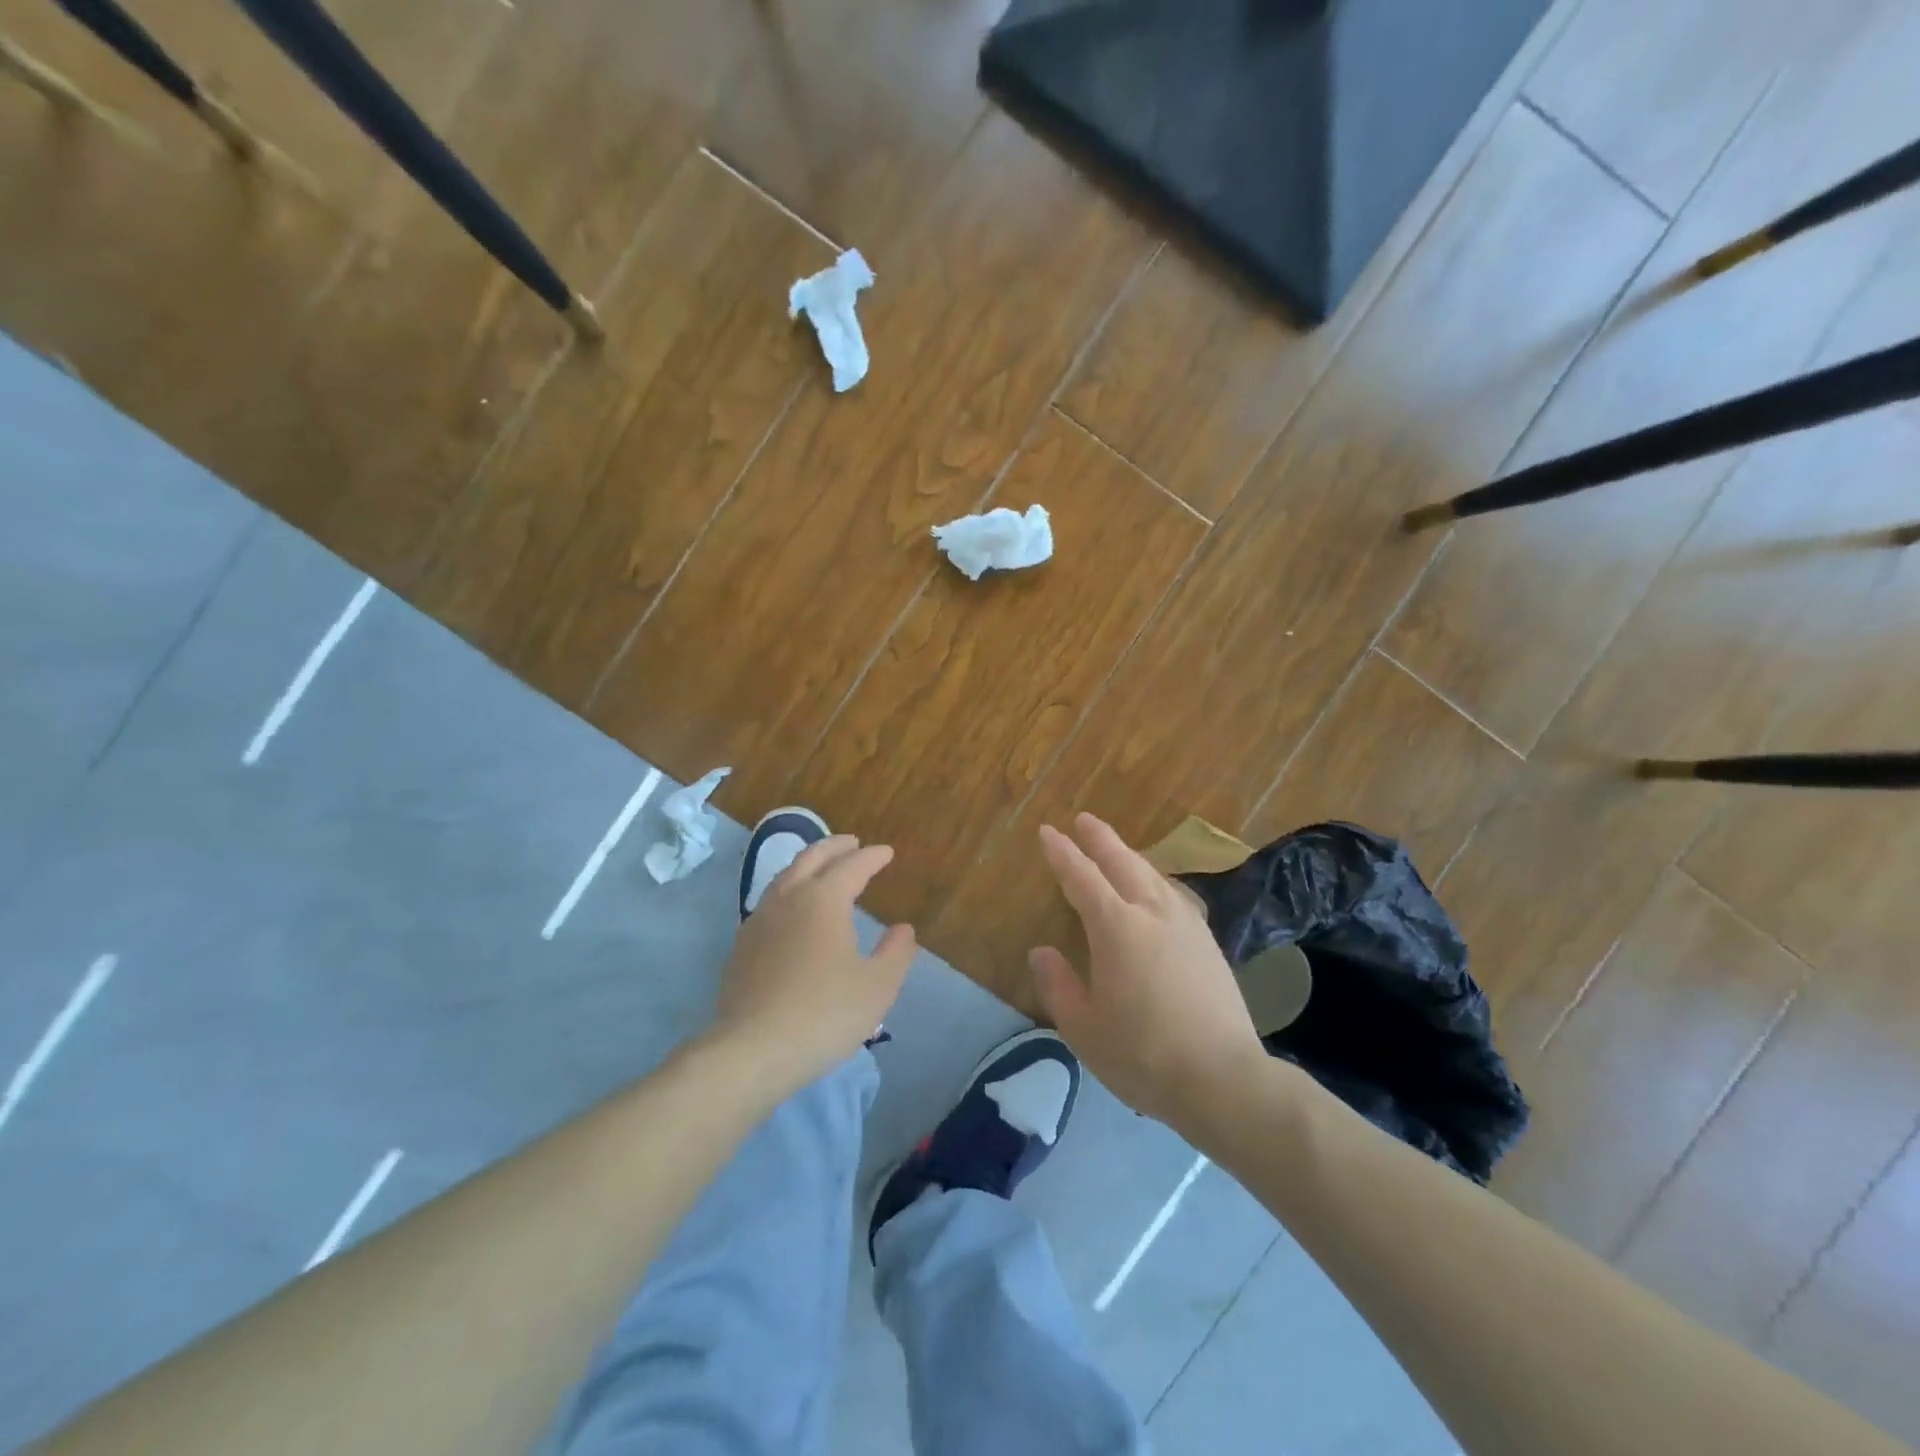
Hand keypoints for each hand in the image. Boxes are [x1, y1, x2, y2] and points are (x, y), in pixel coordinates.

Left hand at [711, 835, 915, 1096]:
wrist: (752, 1050)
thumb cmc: (824, 1013)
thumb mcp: (877, 987)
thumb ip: (896, 953)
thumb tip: (903, 929)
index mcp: (824, 900)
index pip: (852, 866)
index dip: (872, 857)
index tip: (886, 852)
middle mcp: (788, 899)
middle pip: (811, 859)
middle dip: (834, 847)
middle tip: (852, 843)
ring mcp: (759, 921)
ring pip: (785, 878)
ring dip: (807, 865)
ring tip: (822, 871)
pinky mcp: (742, 947)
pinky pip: (769, 903)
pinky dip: (789, 892)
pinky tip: (793, 913)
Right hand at [1030, 813, 1269, 1127]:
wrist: (1223, 1078)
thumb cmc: (1142, 1054)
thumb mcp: (1083, 1027)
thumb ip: (1058, 985)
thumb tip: (1042, 952)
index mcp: (1116, 927)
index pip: (1081, 877)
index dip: (1062, 853)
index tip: (1048, 832)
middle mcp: (1151, 912)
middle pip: (1122, 862)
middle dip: (1100, 839)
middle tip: (1083, 819)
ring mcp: (1186, 924)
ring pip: (1153, 875)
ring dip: (1130, 856)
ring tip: (1116, 849)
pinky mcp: (1208, 943)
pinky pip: (1175, 894)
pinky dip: (1155, 880)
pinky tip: (1157, 890)